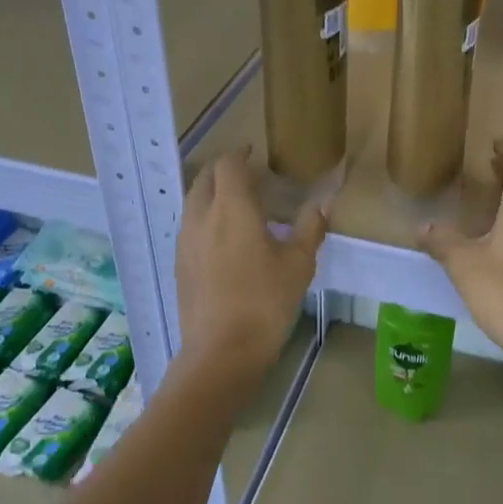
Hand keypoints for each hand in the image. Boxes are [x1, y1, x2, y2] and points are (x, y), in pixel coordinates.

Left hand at [175, 151, 324, 375]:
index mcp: (232, 207)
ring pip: (193, 201)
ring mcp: (185, 241)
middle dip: (223, 169)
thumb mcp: (299, 263)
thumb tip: (324, 202)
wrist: (222, 351)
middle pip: (205, 178)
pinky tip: (221, 238)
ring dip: (210, 193)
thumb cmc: (266, 301)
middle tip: (246, 174)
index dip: (240, 154)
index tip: (254, 153)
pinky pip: (189, 226)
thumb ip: (310, 227)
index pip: (228, 164)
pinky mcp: (179, 264)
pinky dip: (204, 217)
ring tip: (235, 203)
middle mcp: (201, 216)